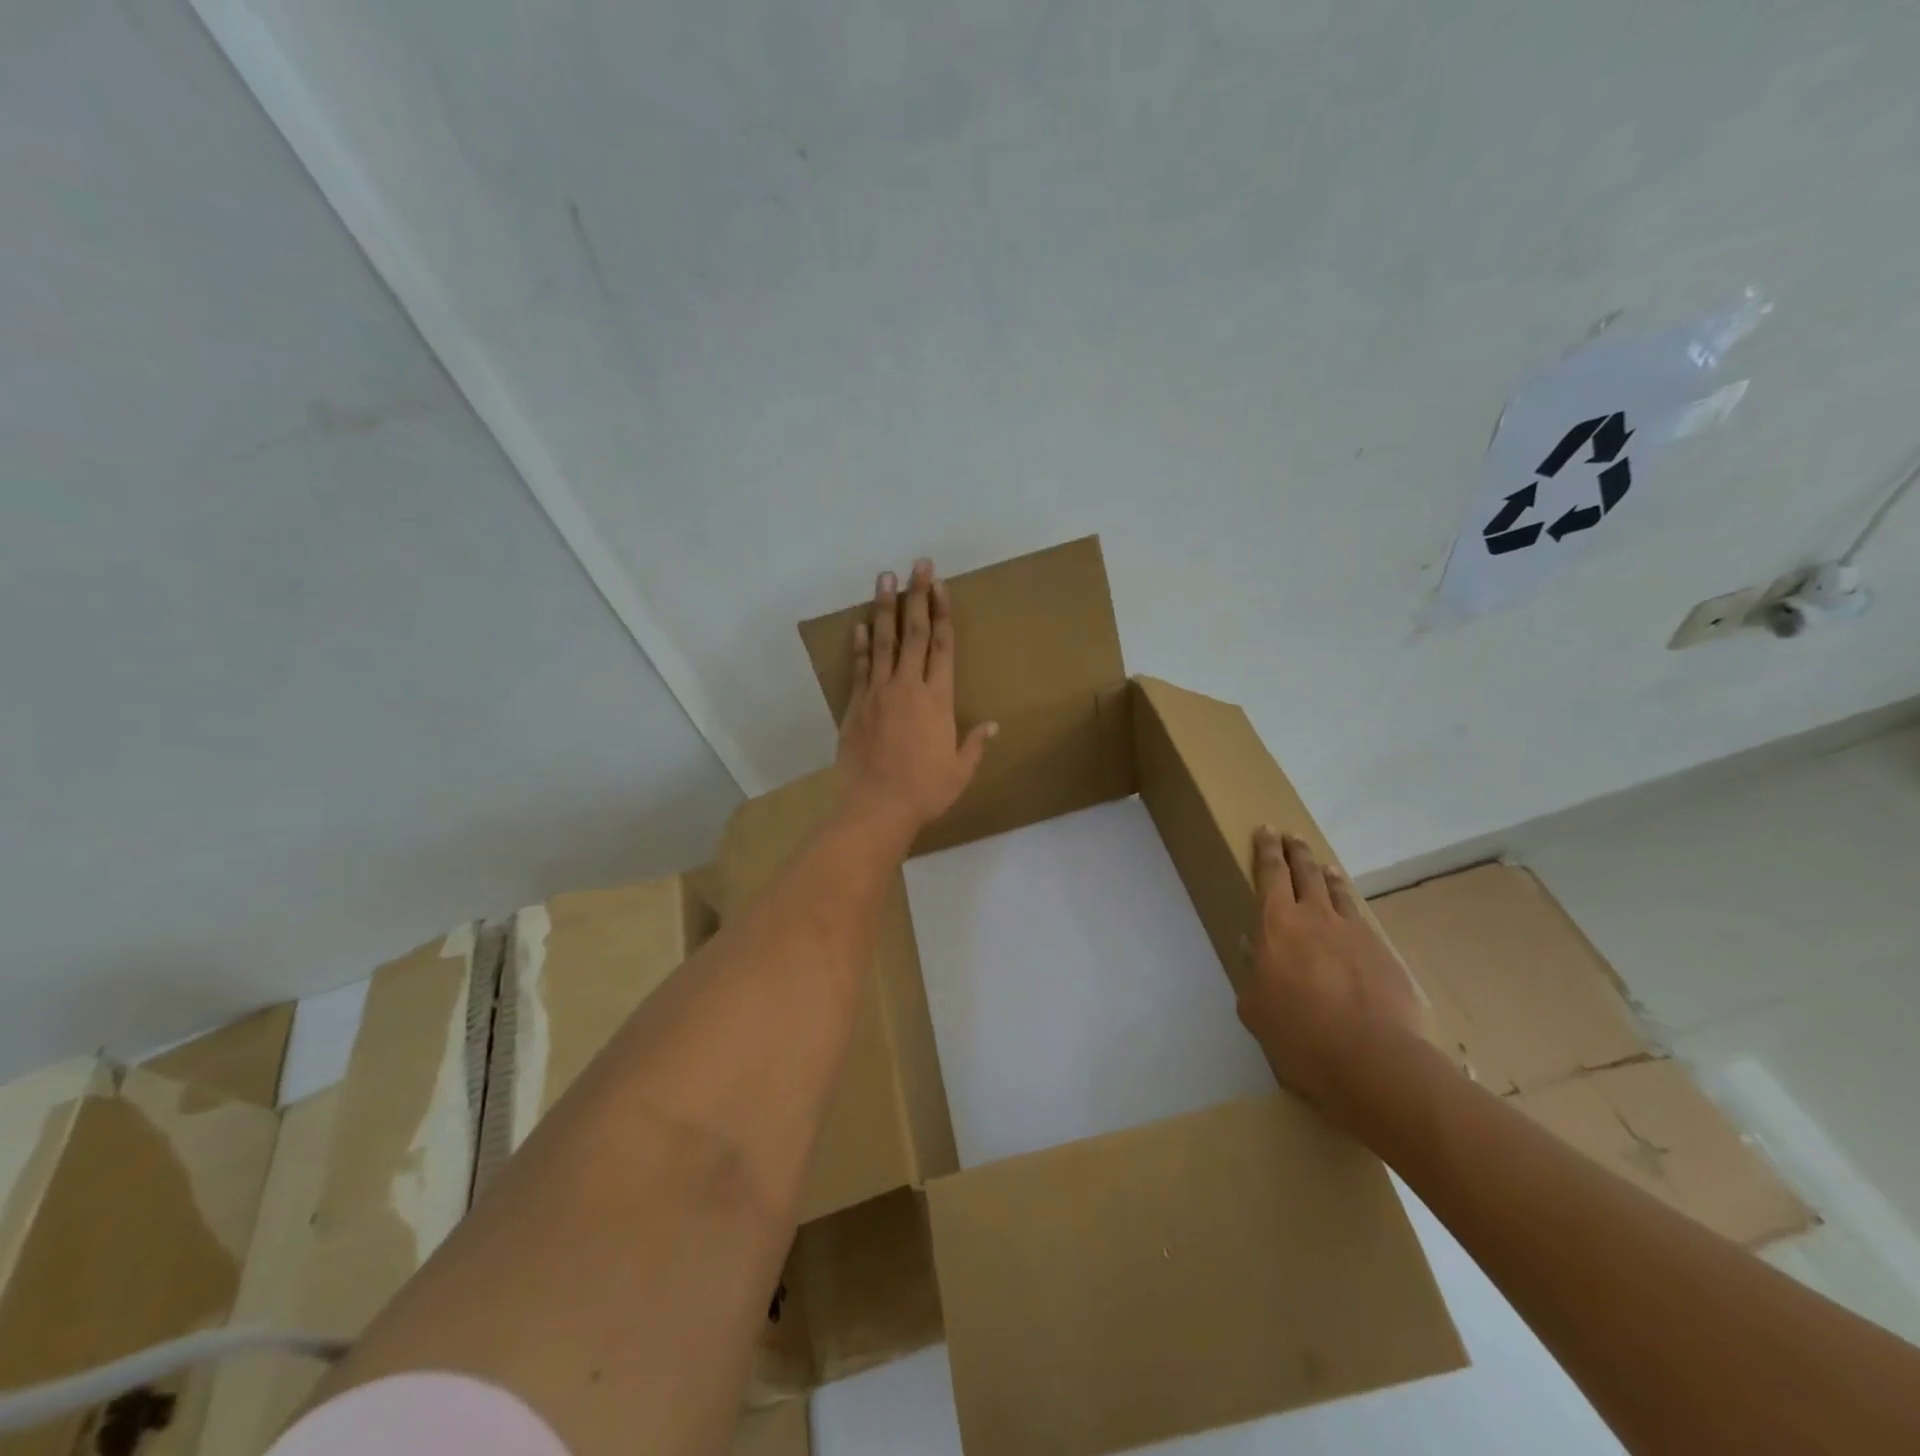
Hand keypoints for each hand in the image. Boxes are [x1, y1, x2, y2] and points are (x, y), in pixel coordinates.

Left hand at [835, 559, 996, 840]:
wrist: (877, 807)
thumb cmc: (925, 791)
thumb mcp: (960, 771)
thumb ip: (975, 743)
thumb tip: (993, 725)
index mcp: (938, 699)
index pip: (942, 646)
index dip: (942, 613)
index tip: (940, 585)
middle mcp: (908, 687)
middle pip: (914, 633)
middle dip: (917, 596)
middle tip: (919, 564)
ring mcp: (878, 693)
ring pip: (884, 642)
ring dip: (885, 608)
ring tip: (886, 578)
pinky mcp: (856, 706)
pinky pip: (860, 667)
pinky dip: (862, 644)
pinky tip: (861, 624)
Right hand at [1239, 828, 1423, 1110]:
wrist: (1373, 1058)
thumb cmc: (1299, 1033)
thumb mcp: (1256, 1009)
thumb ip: (1253, 976)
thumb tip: (1253, 952)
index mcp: (1277, 924)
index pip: (1271, 874)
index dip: (1266, 850)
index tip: (1266, 830)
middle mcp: (1317, 917)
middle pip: (1306, 872)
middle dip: (1295, 851)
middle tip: (1290, 836)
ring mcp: (1355, 933)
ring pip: (1338, 892)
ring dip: (1327, 875)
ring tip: (1323, 866)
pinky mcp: (1384, 954)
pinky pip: (1362, 920)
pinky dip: (1351, 908)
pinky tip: (1351, 915)